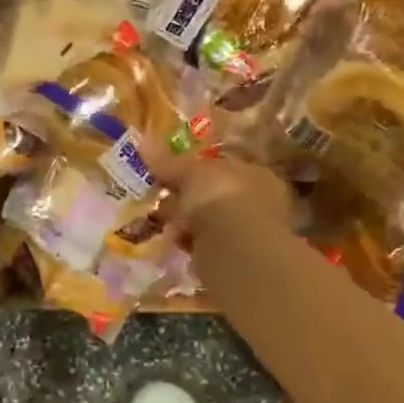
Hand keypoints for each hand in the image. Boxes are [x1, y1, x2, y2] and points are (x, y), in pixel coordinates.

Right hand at [141, 140, 292, 244]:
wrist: (234, 246)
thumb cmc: (219, 196)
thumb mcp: (189, 172)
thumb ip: (168, 162)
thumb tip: (143, 142)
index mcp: (256, 174)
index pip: (223, 169)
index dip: (195, 173)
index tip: (170, 179)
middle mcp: (260, 202)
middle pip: (215, 197)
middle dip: (187, 201)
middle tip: (163, 203)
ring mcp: (251, 233)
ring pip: (210, 223)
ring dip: (187, 225)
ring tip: (167, 226)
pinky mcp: (238, 259)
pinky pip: (207, 246)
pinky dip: (191, 245)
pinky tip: (178, 244)